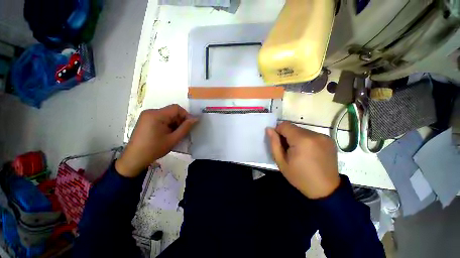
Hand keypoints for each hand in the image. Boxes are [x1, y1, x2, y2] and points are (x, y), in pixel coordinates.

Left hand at [116, 104, 197, 176]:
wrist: (134, 159)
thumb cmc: (154, 149)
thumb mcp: (173, 139)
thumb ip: (185, 128)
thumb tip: (195, 119)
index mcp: (156, 115)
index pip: (176, 108)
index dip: (186, 115)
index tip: (190, 125)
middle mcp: (151, 112)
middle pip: (171, 111)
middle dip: (180, 120)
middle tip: (183, 131)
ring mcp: (147, 116)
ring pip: (167, 115)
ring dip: (174, 123)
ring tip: (176, 134)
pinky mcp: (146, 120)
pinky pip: (162, 118)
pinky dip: (168, 124)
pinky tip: (169, 133)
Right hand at [266, 122, 339, 198]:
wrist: (326, 190)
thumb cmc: (300, 177)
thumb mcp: (281, 162)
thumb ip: (274, 143)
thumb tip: (269, 129)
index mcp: (302, 140)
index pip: (285, 125)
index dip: (278, 131)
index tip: (279, 143)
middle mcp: (315, 135)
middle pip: (294, 128)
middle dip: (288, 136)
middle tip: (288, 150)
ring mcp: (324, 137)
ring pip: (302, 131)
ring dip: (297, 138)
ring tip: (299, 152)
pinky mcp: (330, 140)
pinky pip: (311, 135)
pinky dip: (306, 140)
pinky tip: (308, 152)